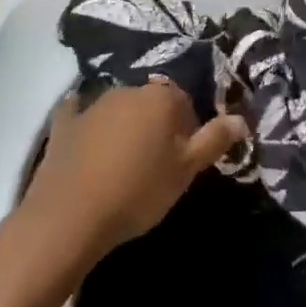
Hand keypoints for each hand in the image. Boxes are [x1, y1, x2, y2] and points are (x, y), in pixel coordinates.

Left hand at [19, 81, 247, 261]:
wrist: (69, 217)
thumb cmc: (137, 191)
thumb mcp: (185, 171)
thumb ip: (214, 140)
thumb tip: (241, 118)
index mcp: (161, 97)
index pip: (185, 102)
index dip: (189, 129)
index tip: (185, 158)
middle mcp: (129, 90)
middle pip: (152, 102)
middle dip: (157, 125)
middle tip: (157, 163)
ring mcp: (93, 104)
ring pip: (119, 108)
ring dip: (126, 126)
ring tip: (125, 164)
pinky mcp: (64, 124)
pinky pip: (78, 114)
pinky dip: (84, 122)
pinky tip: (85, 135)